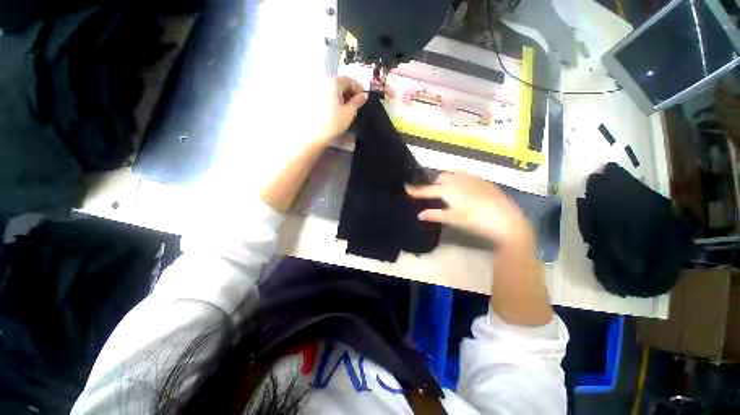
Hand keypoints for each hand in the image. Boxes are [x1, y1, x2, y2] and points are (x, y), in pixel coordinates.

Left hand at [317, 76, 367, 141]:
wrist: (312, 135)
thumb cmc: (333, 123)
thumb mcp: (349, 113)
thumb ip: (358, 102)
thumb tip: (364, 95)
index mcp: (333, 82)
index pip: (349, 80)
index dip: (358, 88)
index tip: (363, 98)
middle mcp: (322, 81)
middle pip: (339, 83)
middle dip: (349, 92)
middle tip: (355, 104)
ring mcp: (314, 89)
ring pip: (331, 89)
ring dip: (340, 96)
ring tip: (345, 109)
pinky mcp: (309, 98)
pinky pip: (324, 94)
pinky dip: (331, 99)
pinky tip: (334, 110)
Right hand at [406, 172, 533, 249]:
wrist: (507, 222)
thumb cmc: (476, 222)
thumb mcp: (454, 219)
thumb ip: (435, 215)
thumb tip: (419, 215)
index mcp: (450, 190)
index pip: (428, 190)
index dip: (416, 190)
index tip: (406, 188)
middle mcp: (460, 180)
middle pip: (442, 177)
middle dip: (436, 184)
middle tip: (436, 195)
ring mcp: (474, 179)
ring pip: (455, 174)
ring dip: (448, 180)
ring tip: (450, 191)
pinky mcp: (484, 182)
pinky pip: (468, 175)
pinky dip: (461, 180)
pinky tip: (467, 190)